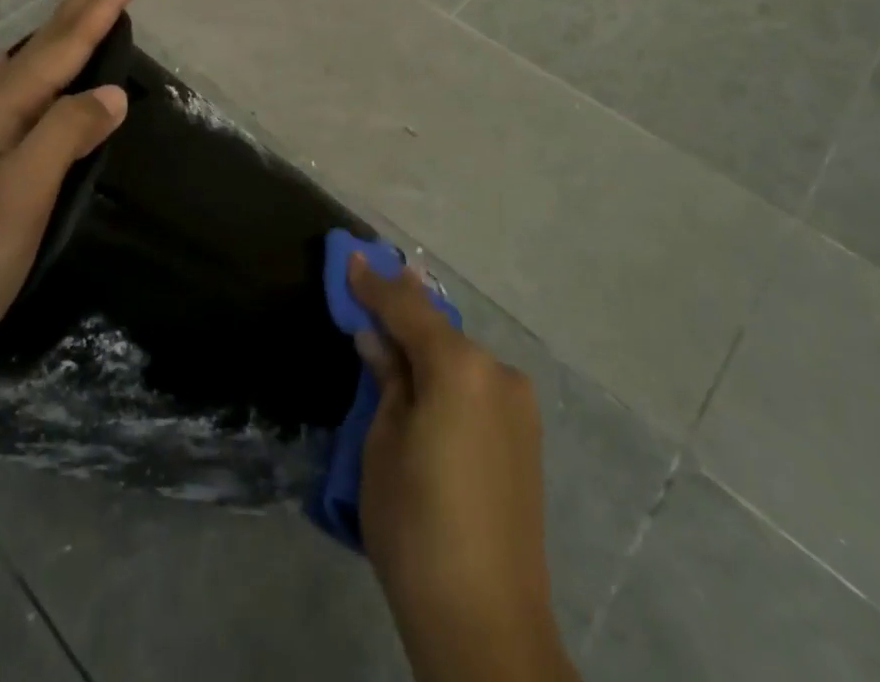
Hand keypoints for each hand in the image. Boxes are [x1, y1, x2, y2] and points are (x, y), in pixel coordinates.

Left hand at [0, 0, 136, 387]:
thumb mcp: (20, 197)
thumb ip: (65, 134)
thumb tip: (112, 92)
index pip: (62, 48)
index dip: (98, 8)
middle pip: (42, 46)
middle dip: (81, 2)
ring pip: (26, 67)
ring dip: (59, 31)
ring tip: (79, 2)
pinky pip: (10, 94)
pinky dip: (27, 68)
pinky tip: (10, 67)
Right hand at [351, 258, 574, 681]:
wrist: (487, 622)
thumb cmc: (416, 526)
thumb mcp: (382, 445)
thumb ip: (385, 380)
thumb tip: (376, 340)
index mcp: (460, 367)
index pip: (408, 309)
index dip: (375, 283)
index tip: (352, 257)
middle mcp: (497, 372)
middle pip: (439, 329)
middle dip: (403, 311)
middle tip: (371, 287)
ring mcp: (519, 404)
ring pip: (460, 357)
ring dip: (427, 345)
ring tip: (394, 335)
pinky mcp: (527, 436)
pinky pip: (478, 385)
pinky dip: (449, 374)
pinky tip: (427, 381)